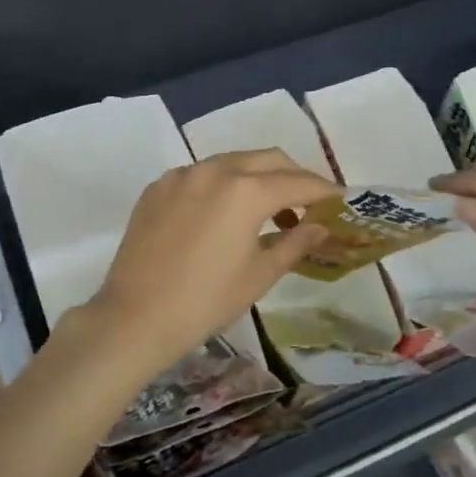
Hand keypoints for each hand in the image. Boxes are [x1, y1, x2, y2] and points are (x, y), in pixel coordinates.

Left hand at [83, 149, 338, 378]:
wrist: (135, 317)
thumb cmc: (206, 301)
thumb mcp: (259, 275)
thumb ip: (294, 242)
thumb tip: (320, 226)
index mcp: (246, 190)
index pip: (299, 182)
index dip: (325, 192)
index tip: (340, 202)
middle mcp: (214, 169)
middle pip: (267, 159)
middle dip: (293, 176)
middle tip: (307, 205)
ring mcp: (181, 175)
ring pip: (231, 162)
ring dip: (256, 178)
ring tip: (267, 212)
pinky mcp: (157, 187)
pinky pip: (200, 175)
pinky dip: (221, 186)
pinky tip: (222, 216)